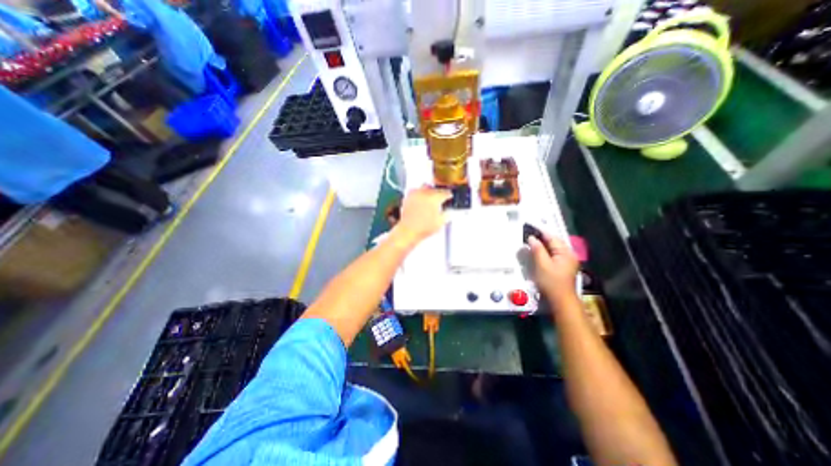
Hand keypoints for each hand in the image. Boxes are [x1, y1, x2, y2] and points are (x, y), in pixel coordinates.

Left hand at [394, 185, 451, 247]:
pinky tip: (421, 199)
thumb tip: (448, 211)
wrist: (408, 230)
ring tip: (430, 198)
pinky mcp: (408, 197)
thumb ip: (447, 214)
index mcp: (435, 198)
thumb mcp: (440, 222)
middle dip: (439, 192)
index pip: (445, 192)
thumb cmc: (423, 228)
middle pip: (435, 188)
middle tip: (440, 199)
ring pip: (425, 186)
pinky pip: (415, 190)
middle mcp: (425, 193)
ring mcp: (415, 194)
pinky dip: (419, 193)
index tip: (449, 197)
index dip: (449, 195)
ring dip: (429, 191)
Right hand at [529, 234, 579, 300]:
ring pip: (553, 248)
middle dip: (541, 238)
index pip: (552, 237)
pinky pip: (553, 254)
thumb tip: (532, 238)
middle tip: (528, 234)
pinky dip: (545, 252)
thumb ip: (537, 250)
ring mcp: (567, 261)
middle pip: (554, 242)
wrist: (561, 300)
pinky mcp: (563, 267)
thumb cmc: (551, 282)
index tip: (529, 227)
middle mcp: (569, 255)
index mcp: (565, 252)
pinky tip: (538, 253)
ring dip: (543, 245)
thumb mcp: (542, 265)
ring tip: (531, 242)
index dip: (540, 232)